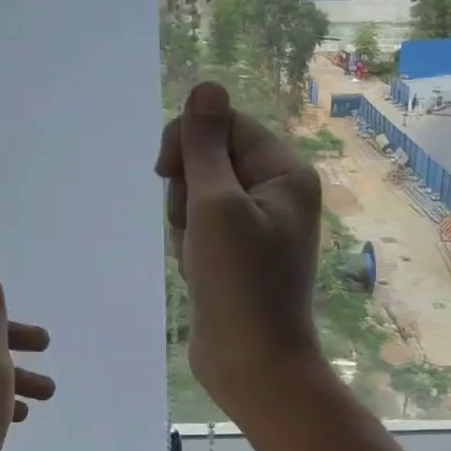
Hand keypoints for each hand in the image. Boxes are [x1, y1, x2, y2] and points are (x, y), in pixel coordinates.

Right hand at [155, 82, 323, 410]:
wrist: (252, 365)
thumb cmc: (239, 283)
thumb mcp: (216, 204)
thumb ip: (205, 144)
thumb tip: (205, 85)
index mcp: (285, 172)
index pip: (225, 125)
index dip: (189, 142)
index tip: (164, 171)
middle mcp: (276, 192)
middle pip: (210, 160)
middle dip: (188, 191)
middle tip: (196, 229)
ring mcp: (257, 225)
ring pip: (199, 195)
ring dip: (186, 222)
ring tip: (200, 258)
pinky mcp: (237, 252)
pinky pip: (201, 226)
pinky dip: (190, 244)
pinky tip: (198, 272)